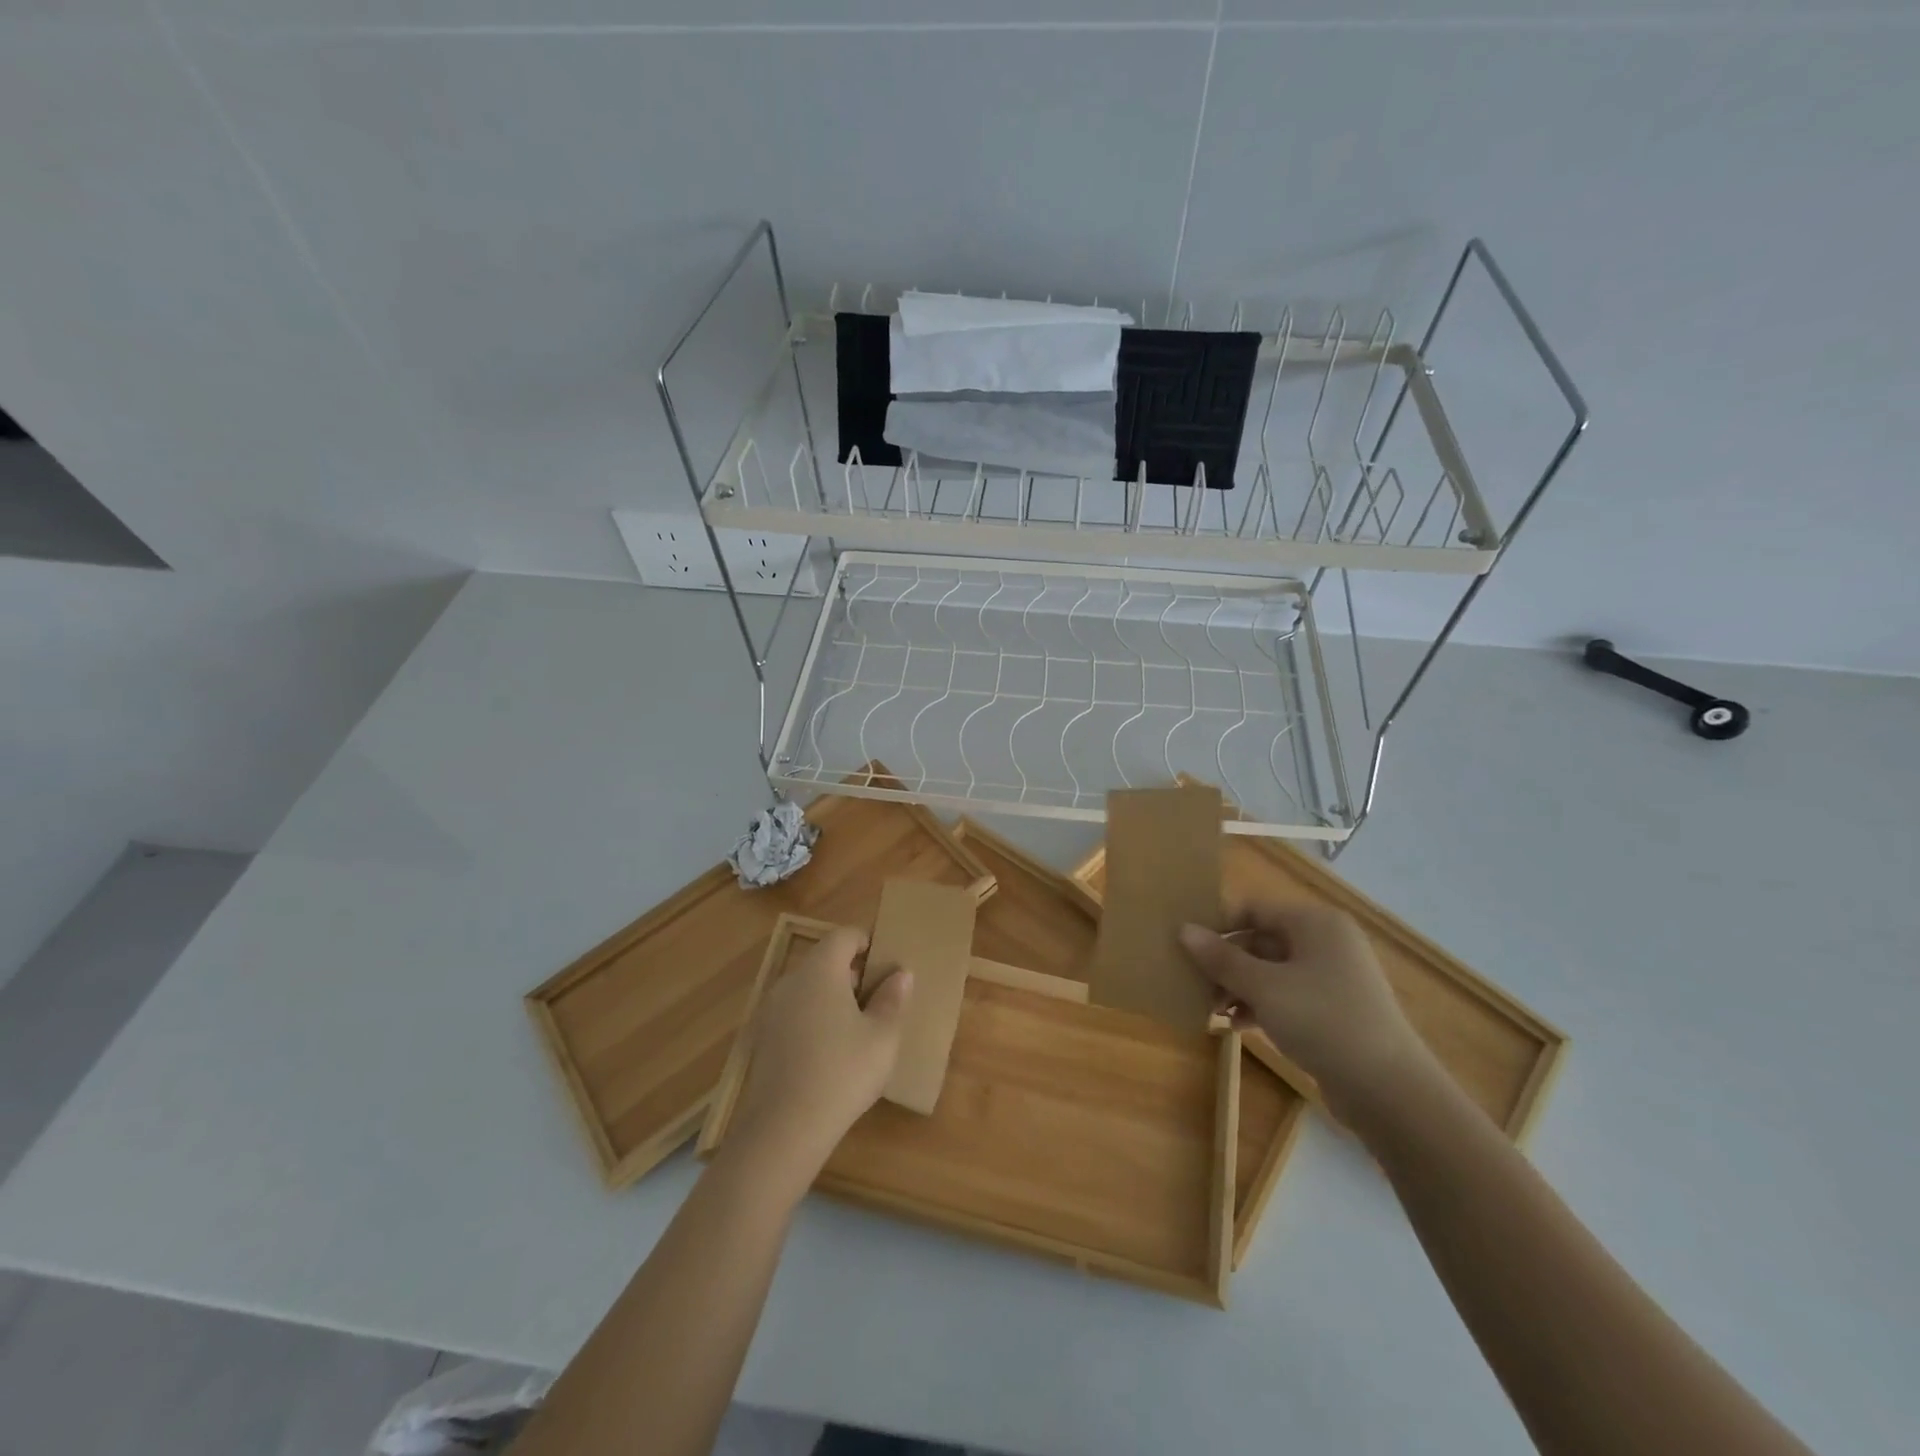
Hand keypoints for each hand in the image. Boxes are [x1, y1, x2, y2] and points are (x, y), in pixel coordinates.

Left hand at [726, 927, 913, 1183]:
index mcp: (820, 970)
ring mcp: (772, 1011)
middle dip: (854, 973)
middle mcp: (791, 981)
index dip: (868, 942)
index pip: (844, 936)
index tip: (888, 965)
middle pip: (825, 960)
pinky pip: (796, 1013)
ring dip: (835, 998)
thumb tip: (900, 974)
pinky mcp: (764, 1040)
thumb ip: (892, 999)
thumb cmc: (842, 1072)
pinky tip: (833, 1053)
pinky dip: (816, 1019)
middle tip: (881, 999)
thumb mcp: (882, 1036)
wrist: (784, 1129)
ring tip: (861, 1028)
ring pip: (810, 988)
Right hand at [1179, 904, 1440, 1131]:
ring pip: (1270, 970)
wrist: (1389, 1091)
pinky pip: (1286, 995)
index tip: (1185, 945)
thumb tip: (1184, 929)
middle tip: (1192, 983)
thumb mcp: (1264, 987)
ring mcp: (1331, 977)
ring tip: (1209, 1009)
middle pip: (1260, 939)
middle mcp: (1325, 942)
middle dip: (1225, 962)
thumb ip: (1221, 958)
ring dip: (1238, 986)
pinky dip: (1259, 1005)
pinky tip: (1234, 1025)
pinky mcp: (1333, 1010)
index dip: (1218, 924)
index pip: (1253, 908)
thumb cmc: (1323, 1021)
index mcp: (1314, 923)